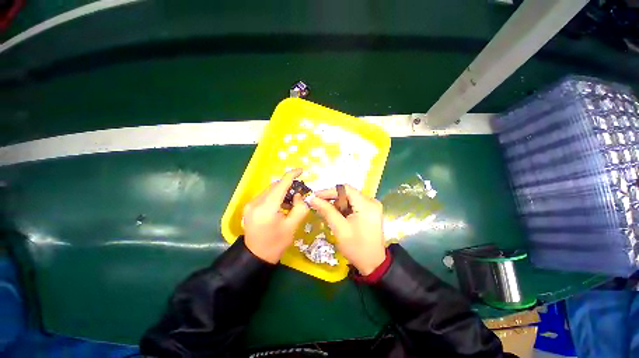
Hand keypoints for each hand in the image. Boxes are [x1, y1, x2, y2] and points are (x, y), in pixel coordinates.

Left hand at [243, 169, 309, 263]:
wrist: (256, 257)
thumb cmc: (276, 243)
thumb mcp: (292, 226)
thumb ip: (300, 208)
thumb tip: (298, 195)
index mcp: (267, 208)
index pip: (281, 185)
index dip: (292, 175)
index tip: (301, 171)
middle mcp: (256, 203)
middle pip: (275, 186)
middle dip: (288, 186)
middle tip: (299, 193)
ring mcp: (250, 204)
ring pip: (270, 190)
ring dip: (281, 191)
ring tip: (290, 201)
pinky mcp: (249, 207)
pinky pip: (265, 196)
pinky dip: (275, 196)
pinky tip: (280, 205)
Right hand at [308, 184, 385, 274]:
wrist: (373, 264)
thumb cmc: (356, 248)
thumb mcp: (340, 229)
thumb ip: (327, 211)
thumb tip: (313, 199)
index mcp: (367, 205)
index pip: (345, 189)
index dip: (329, 191)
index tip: (316, 196)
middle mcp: (372, 201)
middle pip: (348, 193)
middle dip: (333, 198)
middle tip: (319, 205)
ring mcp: (373, 206)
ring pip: (350, 198)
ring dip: (338, 204)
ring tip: (328, 213)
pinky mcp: (371, 211)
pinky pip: (354, 204)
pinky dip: (344, 208)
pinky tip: (338, 216)